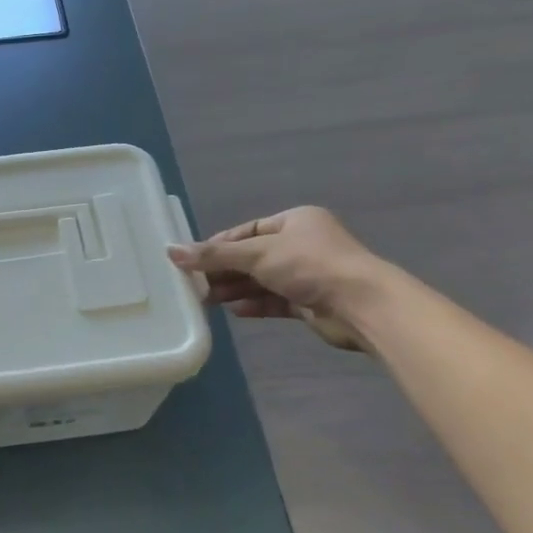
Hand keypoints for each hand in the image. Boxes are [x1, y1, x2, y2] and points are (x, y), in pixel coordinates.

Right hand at [168, 207, 382, 352]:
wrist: (361, 305)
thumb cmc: (309, 266)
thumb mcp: (257, 254)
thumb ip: (214, 255)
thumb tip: (170, 251)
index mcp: (295, 221)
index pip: (248, 230)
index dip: (219, 245)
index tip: (192, 260)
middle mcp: (302, 244)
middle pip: (253, 256)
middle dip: (225, 270)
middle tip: (195, 284)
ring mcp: (308, 274)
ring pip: (263, 280)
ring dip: (237, 288)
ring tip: (208, 300)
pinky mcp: (311, 302)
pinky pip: (276, 301)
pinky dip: (255, 304)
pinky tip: (235, 311)